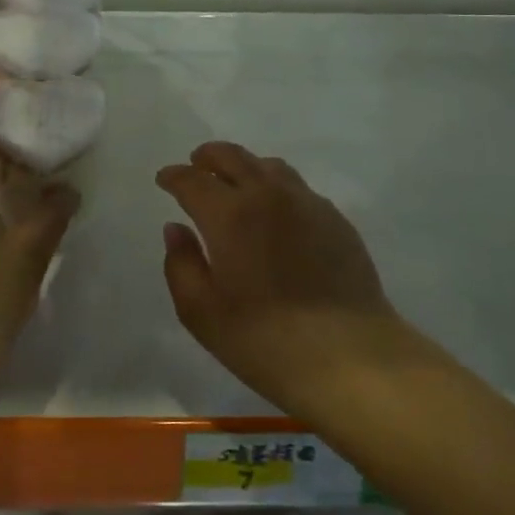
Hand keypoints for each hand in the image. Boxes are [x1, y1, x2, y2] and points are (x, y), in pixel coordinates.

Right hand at [157, 142, 413, 409]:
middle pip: (234, 157)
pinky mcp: (336, 220)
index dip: (175, 176)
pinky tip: (276, 210)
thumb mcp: (201, 312)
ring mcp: (308, 204)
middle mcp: (269, 196)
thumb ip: (181, 264)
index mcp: (230, 215)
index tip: (164, 179)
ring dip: (245, 166)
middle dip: (209, 157)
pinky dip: (276, 187)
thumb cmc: (264, 340)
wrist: (350, 357)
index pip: (194, 181)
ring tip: (236, 181)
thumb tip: (176, 229)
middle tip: (196, 164)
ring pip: (270, 166)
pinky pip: (298, 188)